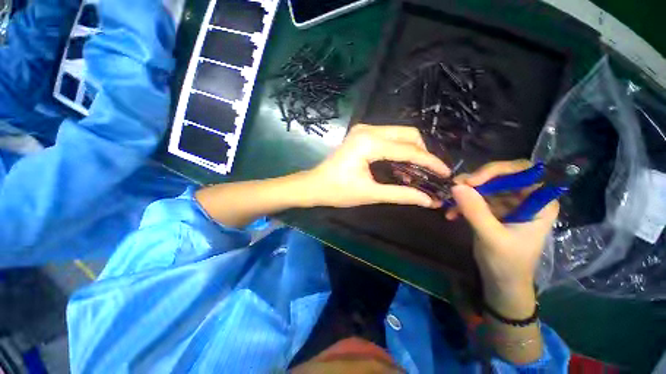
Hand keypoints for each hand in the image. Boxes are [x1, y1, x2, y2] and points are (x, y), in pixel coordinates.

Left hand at [305, 124, 449, 207]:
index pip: (409, 150)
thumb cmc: (338, 191)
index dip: (430, 162)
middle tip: (430, 172)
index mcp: (369, 143)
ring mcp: (363, 129)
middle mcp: (368, 130)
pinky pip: (389, 137)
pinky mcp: (361, 134)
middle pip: (408, 135)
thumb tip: (428, 200)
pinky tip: (402, 164)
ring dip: (412, 150)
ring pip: (399, 134)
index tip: (446, 173)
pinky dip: (399, 149)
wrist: (315, 185)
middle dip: (422, 153)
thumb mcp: (371, 194)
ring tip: (418, 170)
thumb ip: (401, 194)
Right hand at [450, 161, 558, 314]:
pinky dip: (461, 204)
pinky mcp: (492, 210)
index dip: (497, 171)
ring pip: (484, 186)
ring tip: (448, 202)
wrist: (501, 282)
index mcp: (539, 203)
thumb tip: (455, 186)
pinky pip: (475, 198)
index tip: (473, 181)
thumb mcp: (492, 237)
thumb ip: (475, 211)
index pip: (523, 172)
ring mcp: (507, 204)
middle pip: (500, 176)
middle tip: (454, 187)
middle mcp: (525, 199)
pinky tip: (451, 214)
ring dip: (464, 193)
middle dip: (476, 181)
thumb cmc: (507, 263)